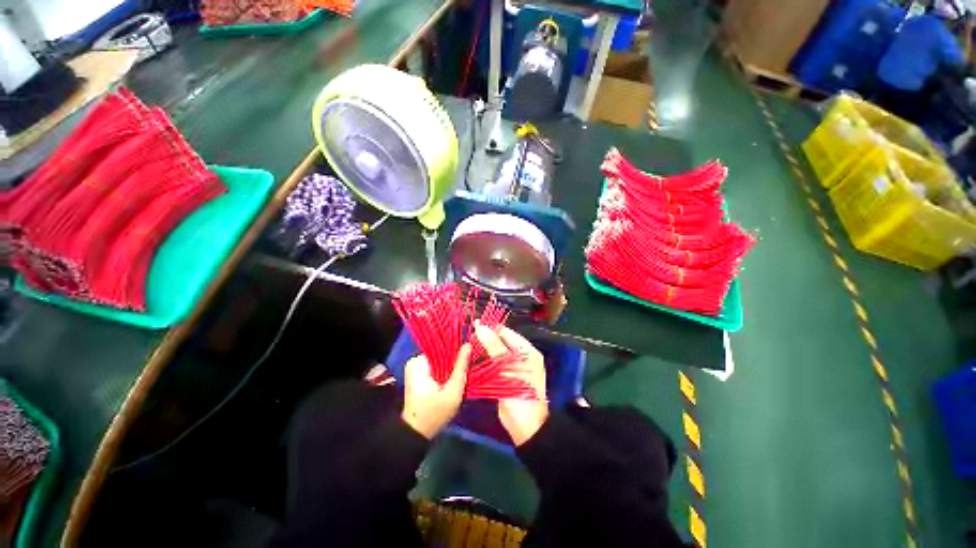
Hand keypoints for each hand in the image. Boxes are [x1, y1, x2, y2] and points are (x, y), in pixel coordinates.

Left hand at [401, 344, 470, 438]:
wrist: (416, 433)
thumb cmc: (434, 414)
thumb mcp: (453, 392)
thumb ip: (461, 367)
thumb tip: (468, 345)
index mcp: (419, 363)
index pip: (443, 348)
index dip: (457, 352)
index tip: (469, 359)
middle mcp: (415, 361)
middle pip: (442, 354)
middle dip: (454, 362)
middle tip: (465, 372)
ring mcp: (415, 368)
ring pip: (440, 360)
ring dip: (450, 368)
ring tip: (458, 378)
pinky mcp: (417, 374)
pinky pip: (436, 366)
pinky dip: (444, 372)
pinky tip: (450, 381)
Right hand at [473, 323, 548, 445]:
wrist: (524, 426)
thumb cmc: (520, 392)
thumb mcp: (507, 367)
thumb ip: (494, 346)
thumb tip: (480, 326)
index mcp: (527, 351)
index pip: (508, 334)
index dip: (492, 328)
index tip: (475, 324)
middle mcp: (521, 357)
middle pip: (501, 343)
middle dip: (486, 339)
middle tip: (469, 335)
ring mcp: (512, 368)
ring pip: (495, 354)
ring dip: (483, 350)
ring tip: (467, 344)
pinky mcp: (503, 378)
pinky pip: (492, 365)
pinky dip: (483, 361)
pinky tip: (471, 358)